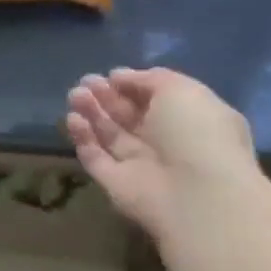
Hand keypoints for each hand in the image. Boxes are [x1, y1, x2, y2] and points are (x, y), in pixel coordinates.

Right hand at [65, 68, 260, 239]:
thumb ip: (150, 78)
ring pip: (108, 134)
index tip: (111, 75)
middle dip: (105, 96)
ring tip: (75, 96)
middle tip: (86, 82)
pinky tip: (74, 120)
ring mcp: (139, 165)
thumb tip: (120, 77)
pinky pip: (94, 156)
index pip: (155, 99)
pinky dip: (83, 138)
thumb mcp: (181, 90)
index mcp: (189, 120)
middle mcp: (165, 142)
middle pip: (128, 115)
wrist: (195, 194)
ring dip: (91, 112)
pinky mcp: (115, 183)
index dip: (131, 85)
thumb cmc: (196, 134)